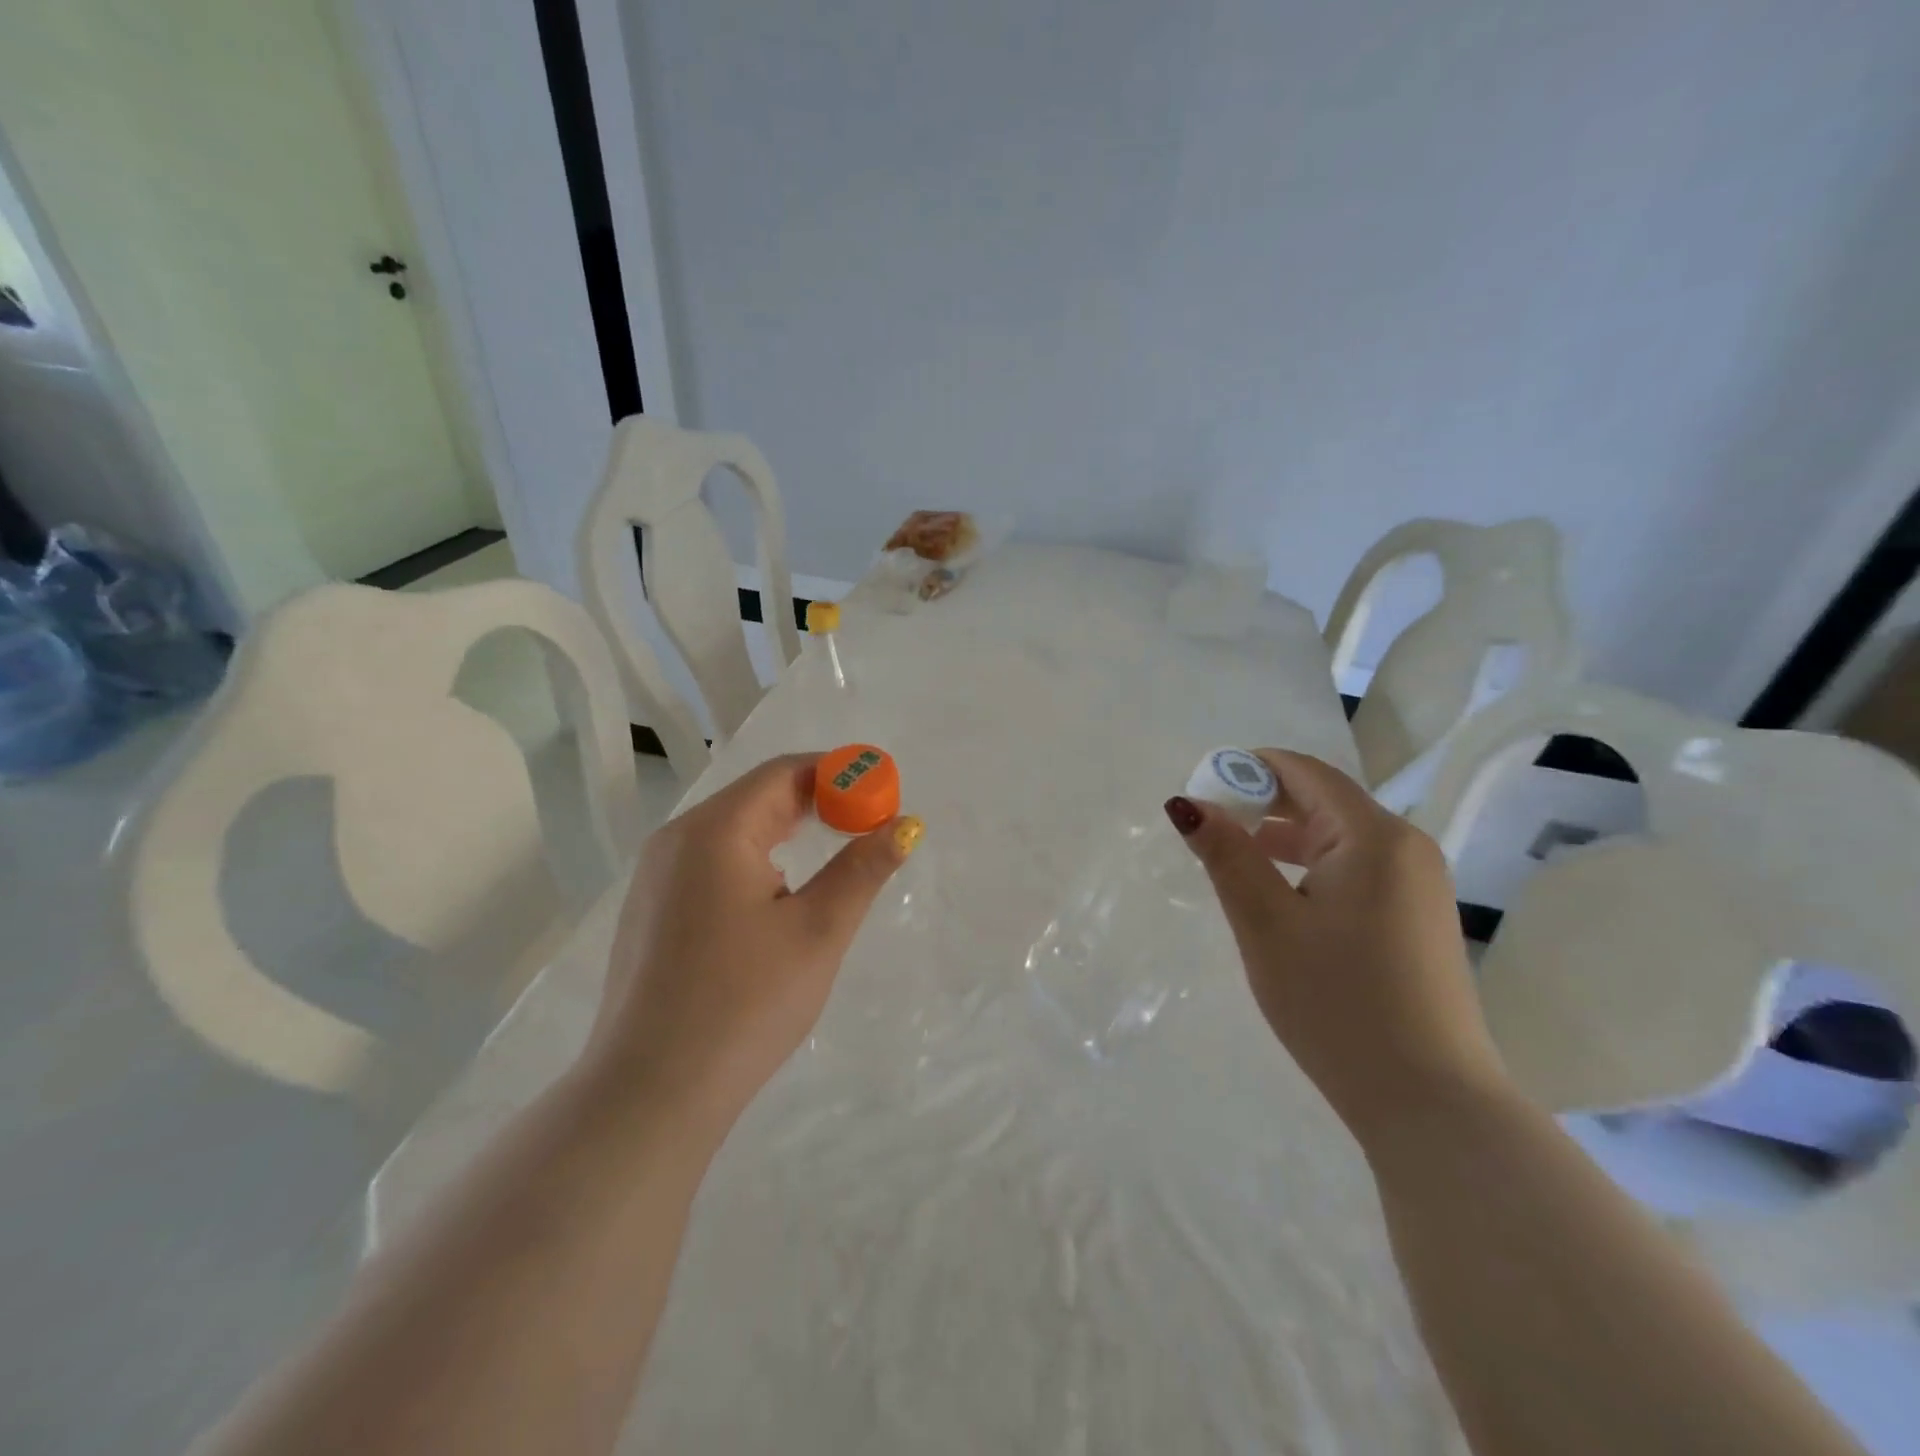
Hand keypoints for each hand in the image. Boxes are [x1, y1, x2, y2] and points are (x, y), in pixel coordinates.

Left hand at [586, 754, 921, 1133]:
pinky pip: (712, 861)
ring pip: (734, 830)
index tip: (884, 794)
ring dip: (788, 829)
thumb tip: (906, 825)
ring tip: (835, 850)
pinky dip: (757, 858)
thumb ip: (863, 869)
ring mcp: (656, 877)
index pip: (784, 772)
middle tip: (869, 824)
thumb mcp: (818, 932)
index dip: (839, 774)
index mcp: (714, 830)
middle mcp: (676, 839)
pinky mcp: (651, 911)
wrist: (650, 1095)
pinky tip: (780, 891)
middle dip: (818, 802)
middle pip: (757, 796)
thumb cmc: (744, 1004)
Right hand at [1164, 750, 1505, 1142]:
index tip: (1201, 789)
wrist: (1429, 1101)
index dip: (1248, 769)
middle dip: (1262, 802)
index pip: (1304, 772)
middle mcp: (1406, 846)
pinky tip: (1282, 895)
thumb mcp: (1266, 923)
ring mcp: (1420, 883)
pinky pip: (1357, 867)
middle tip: (1210, 829)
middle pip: (1323, 798)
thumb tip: (1186, 803)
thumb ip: (1226, 854)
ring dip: (1284, 835)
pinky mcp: (1419, 916)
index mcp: (1373, 836)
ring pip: (1339, 835)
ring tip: (1236, 860)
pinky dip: (1312, 865)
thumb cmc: (1336, 1003)